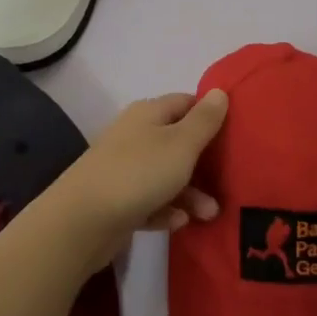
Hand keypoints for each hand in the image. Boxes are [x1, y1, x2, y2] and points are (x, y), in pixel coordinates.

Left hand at [46, 90, 228, 271]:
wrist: (81, 220)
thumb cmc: (138, 173)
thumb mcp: (181, 144)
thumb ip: (204, 120)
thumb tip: (219, 92)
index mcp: (148, 113)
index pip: (186, 103)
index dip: (209, 115)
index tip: (234, 134)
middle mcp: (134, 135)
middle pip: (178, 142)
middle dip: (204, 163)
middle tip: (228, 182)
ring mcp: (123, 168)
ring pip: (166, 175)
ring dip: (190, 193)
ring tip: (209, 215)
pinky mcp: (117, 199)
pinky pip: (150, 201)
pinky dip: (165, 210)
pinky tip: (177, 223)